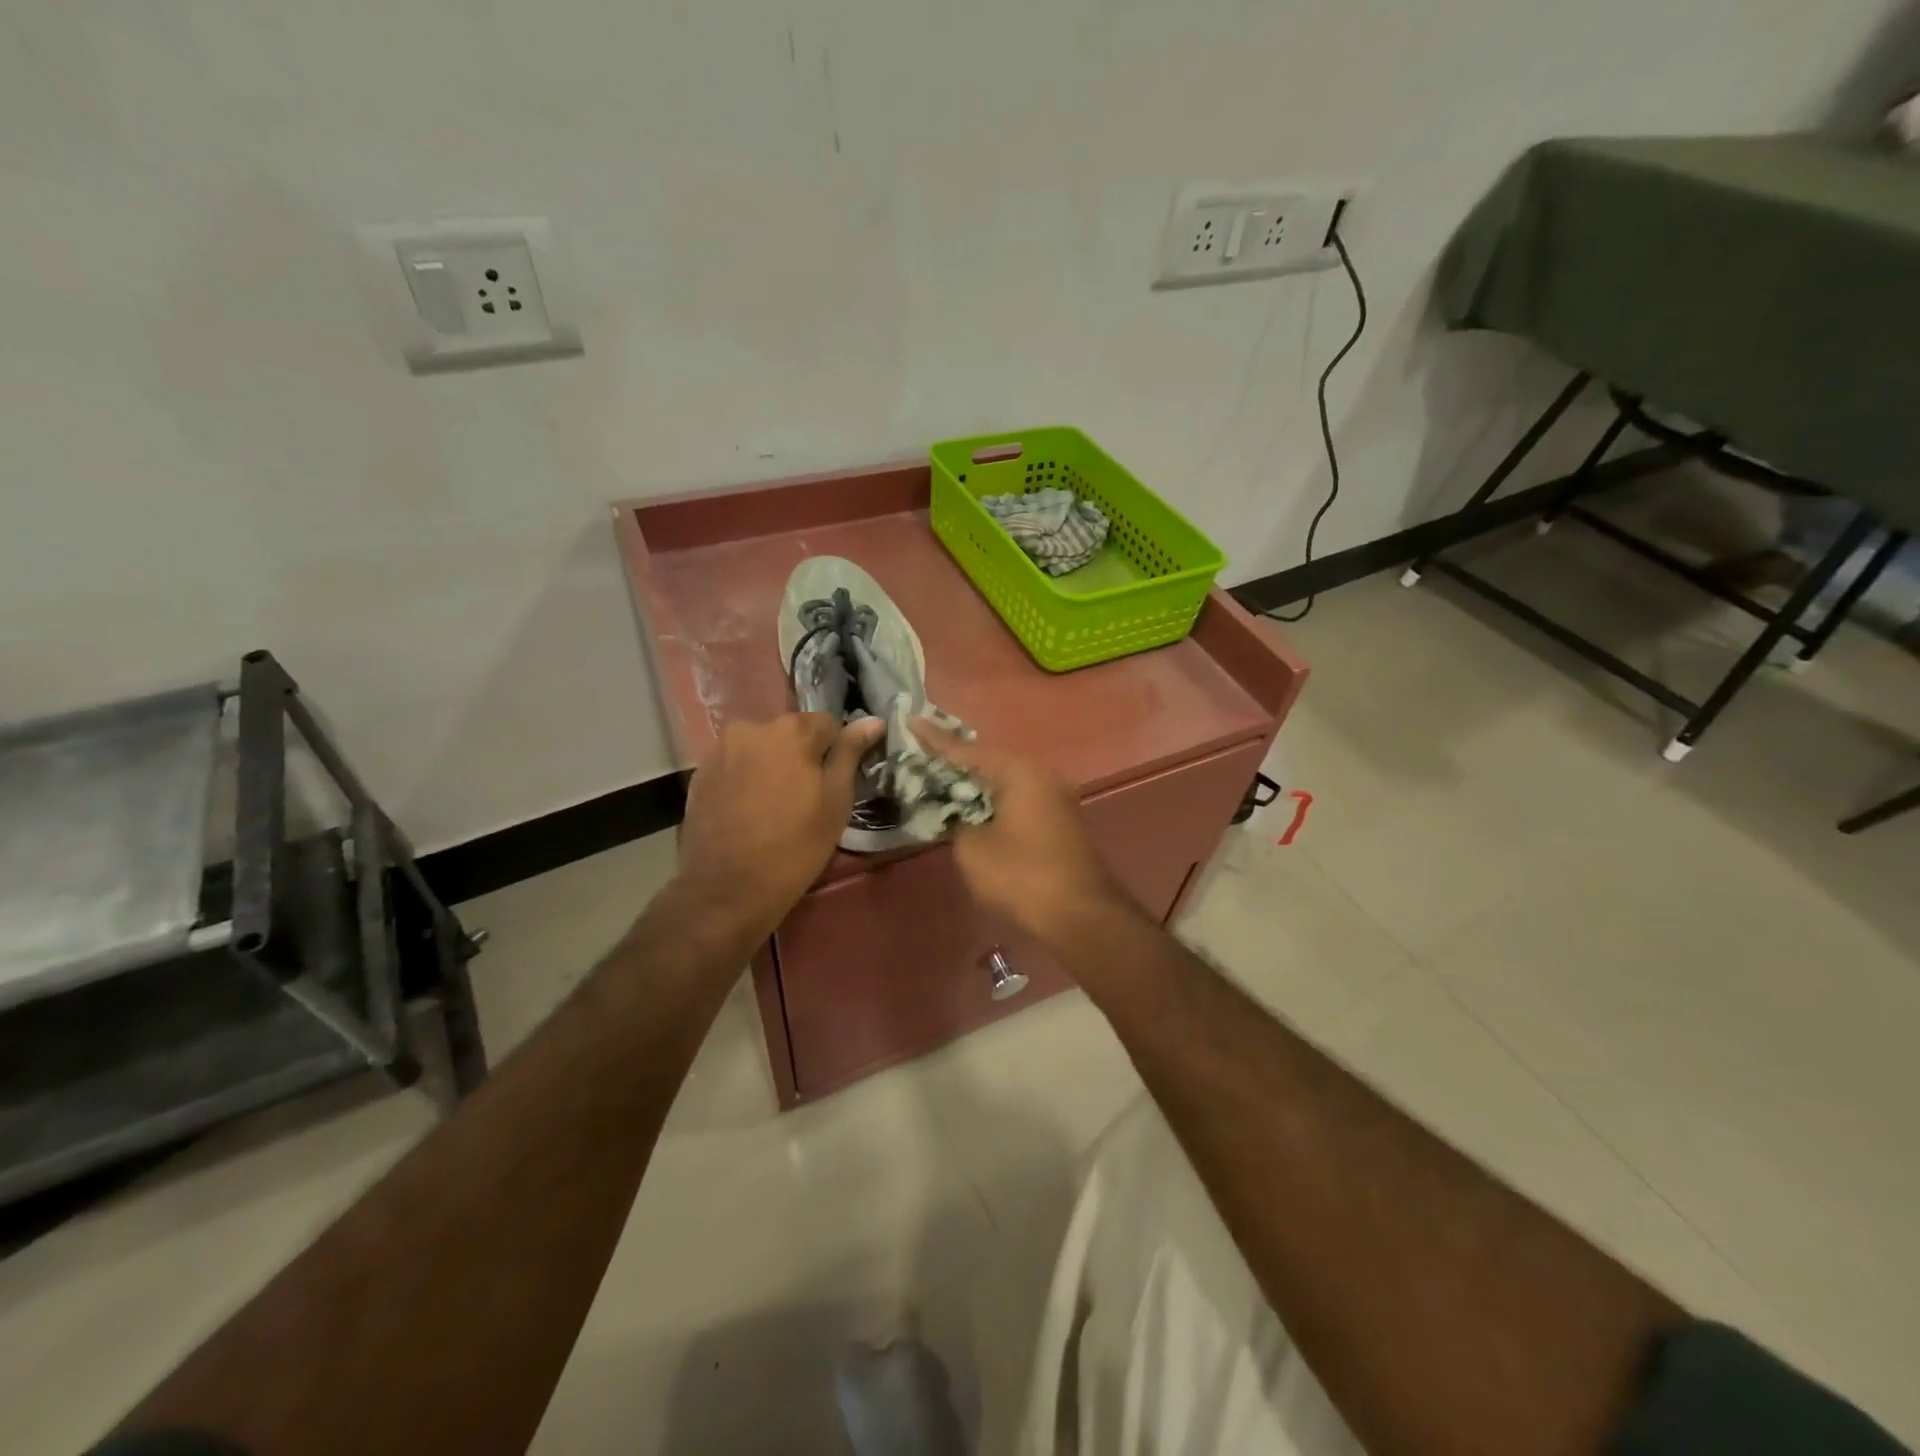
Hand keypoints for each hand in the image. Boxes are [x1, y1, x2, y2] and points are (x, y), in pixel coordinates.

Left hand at [674, 713, 884, 941]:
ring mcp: (720, 750)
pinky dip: (747, 780)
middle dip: (802, 758)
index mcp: (790, 730)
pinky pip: (736, 766)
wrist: (727, 889)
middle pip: (791, 735)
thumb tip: (874, 720)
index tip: (834, 784)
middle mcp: (751, 727)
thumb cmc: (795, 846)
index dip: (836, 754)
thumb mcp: (836, 801)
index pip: (829, 725)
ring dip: (772, 767)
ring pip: (762, 750)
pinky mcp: (699, 774)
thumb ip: (851, 753)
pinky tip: (750, 812)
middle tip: (806, 799)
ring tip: (775, 807)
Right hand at [914, 722, 1128, 945]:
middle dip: (956, 761)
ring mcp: (1055, 798)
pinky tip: (973, 808)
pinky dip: (993, 801)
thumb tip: (959, 817)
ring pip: (1005, 781)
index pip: (967, 750)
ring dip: (975, 783)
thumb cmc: (1022, 875)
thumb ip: (956, 823)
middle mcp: (1041, 775)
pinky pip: (1018, 799)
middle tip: (922, 752)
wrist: (1081, 915)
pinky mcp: (1060, 821)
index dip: (935, 739)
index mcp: (1018, 772)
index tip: (911, 720)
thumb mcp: (973, 849)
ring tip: (941, 779)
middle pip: (989, 761)